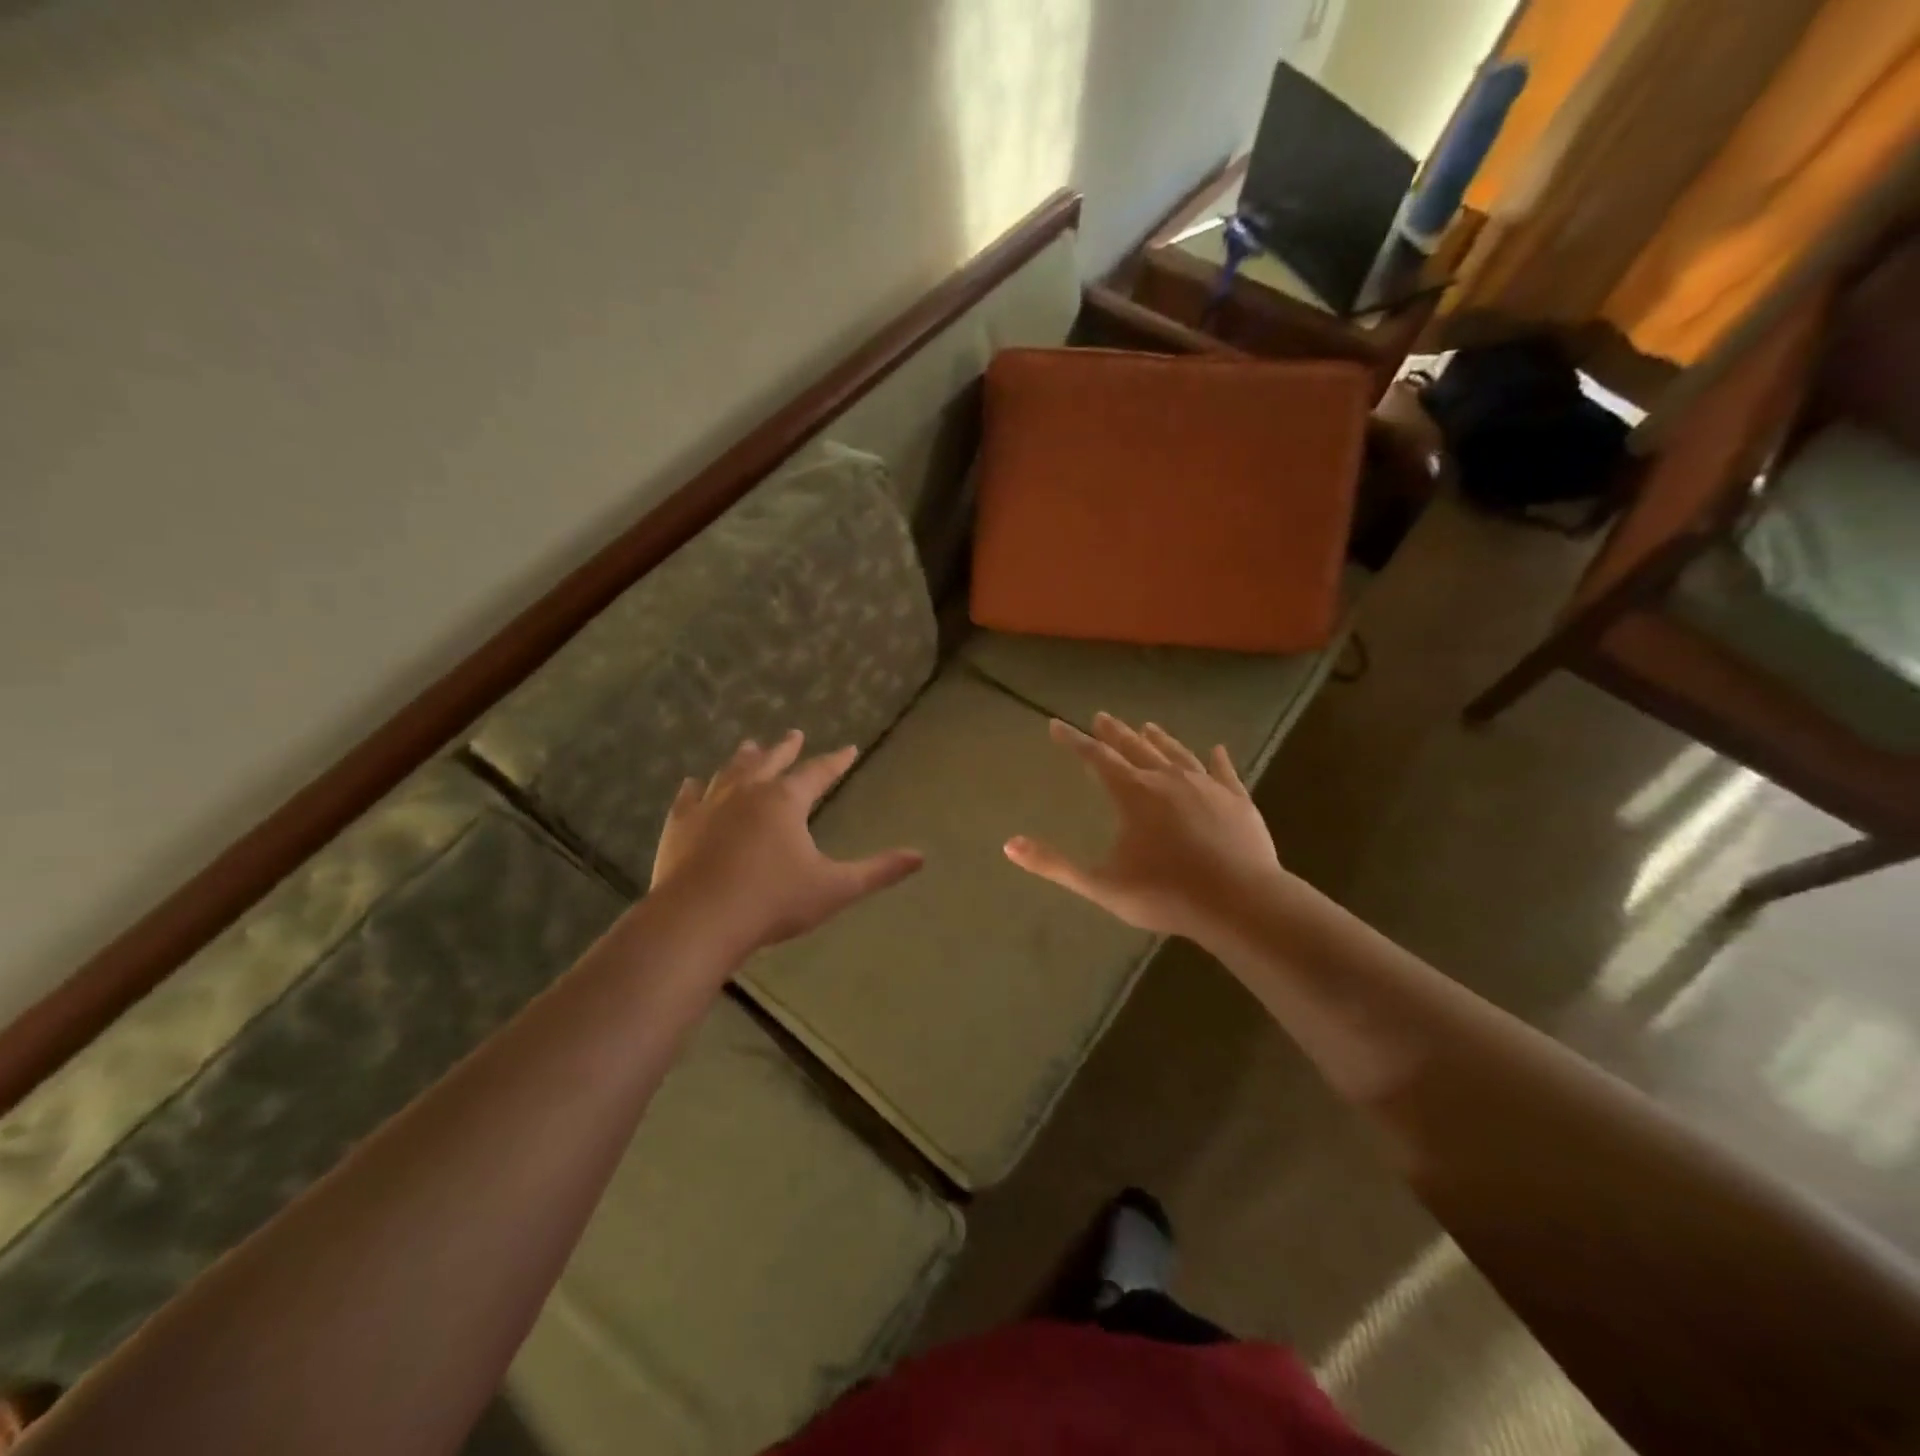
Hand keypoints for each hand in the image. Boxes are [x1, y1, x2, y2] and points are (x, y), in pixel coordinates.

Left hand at [651, 731, 922, 955]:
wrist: (699, 921)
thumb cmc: (773, 902)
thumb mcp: (835, 888)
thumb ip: (878, 871)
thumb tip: (921, 857)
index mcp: (785, 801)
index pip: (818, 772)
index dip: (835, 761)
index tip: (848, 749)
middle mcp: (748, 793)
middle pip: (770, 761)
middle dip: (785, 748)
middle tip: (793, 733)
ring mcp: (709, 806)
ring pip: (729, 772)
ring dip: (743, 759)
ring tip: (749, 746)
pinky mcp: (679, 827)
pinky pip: (687, 799)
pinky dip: (693, 789)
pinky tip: (692, 783)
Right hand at [1005, 714, 1281, 943]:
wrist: (1239, 903)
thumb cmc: (1165, 893)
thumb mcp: (1100, 885)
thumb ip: (1054, 864)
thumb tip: (1009, 845)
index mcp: (1133, 794)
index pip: (1096, 758)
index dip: (1073, 741)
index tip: (1056, 725)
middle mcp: (1167, 779)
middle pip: (1135, 748)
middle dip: (1115, 732)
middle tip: (1101, 716)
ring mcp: (1206, 787)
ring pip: (1177, 754)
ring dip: (1159, 739)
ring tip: (1147, 726)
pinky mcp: (1238, 800)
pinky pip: (1224, 772)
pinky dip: (1217, 759)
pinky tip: (1217, 749)